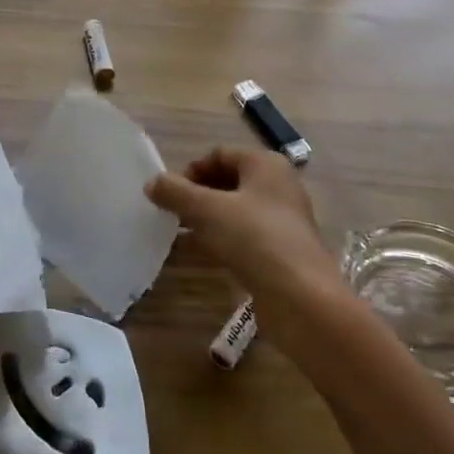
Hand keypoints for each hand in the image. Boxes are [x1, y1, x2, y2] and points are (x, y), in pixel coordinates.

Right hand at [146, 146, 327, 299]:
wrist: (301, 299)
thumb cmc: (253, 239)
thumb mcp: (206, 210)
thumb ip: (175, 192)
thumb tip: (151, 182)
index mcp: (265, 164)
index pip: (219, 154)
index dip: (191, 170)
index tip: (169, 193)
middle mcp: (279, 186)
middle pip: (229, 180)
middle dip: (198, 194)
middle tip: (173, 212)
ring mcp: (284, 220)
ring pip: (237, 209)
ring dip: (208, 217)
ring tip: (182, 233)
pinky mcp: (284, 250)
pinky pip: (246, 235)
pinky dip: (224, 238)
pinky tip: (205, 254)